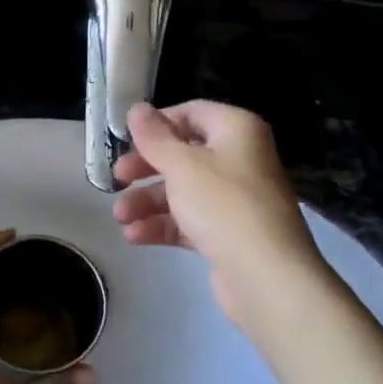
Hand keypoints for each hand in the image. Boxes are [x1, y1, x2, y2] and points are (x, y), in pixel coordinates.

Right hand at [111, 102, 325, 331]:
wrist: (265, 274)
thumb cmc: (223, 205)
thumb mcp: (182, 164)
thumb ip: (154, 137)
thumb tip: (137, 108)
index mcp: (236, 130)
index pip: (192, 112)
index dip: (157, 123)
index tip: (126, 139)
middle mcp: (239, 158)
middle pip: (184, 154)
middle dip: (146, 168)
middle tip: (117, 179)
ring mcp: (235, 198)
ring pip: (183, 190)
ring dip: (148, 201)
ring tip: (120, 218)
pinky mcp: (228, 233)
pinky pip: (190, 220)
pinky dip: (163, 225)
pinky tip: (134, 236)